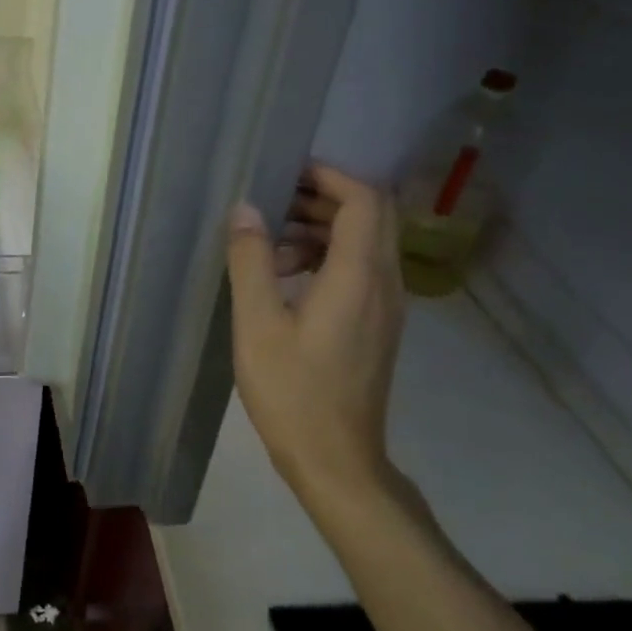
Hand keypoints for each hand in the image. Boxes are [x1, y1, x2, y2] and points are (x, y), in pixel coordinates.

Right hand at [226, 166, 407, 511]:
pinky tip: (286, 280)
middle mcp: (385, 283)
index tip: (286, 172)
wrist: (336, 459)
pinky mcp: (377, 326)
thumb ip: (252, 260)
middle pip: (370, 216)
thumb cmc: (292, 391)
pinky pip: (360, 271)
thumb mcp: (257, 323)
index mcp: (359, 276)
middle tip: (271, 202)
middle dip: (323, 198)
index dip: (330, 176)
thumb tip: (244, 209)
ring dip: (322, 229)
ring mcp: (387, 307)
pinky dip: (328, 258)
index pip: (364, 200)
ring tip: (270, 243)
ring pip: (366, 244)